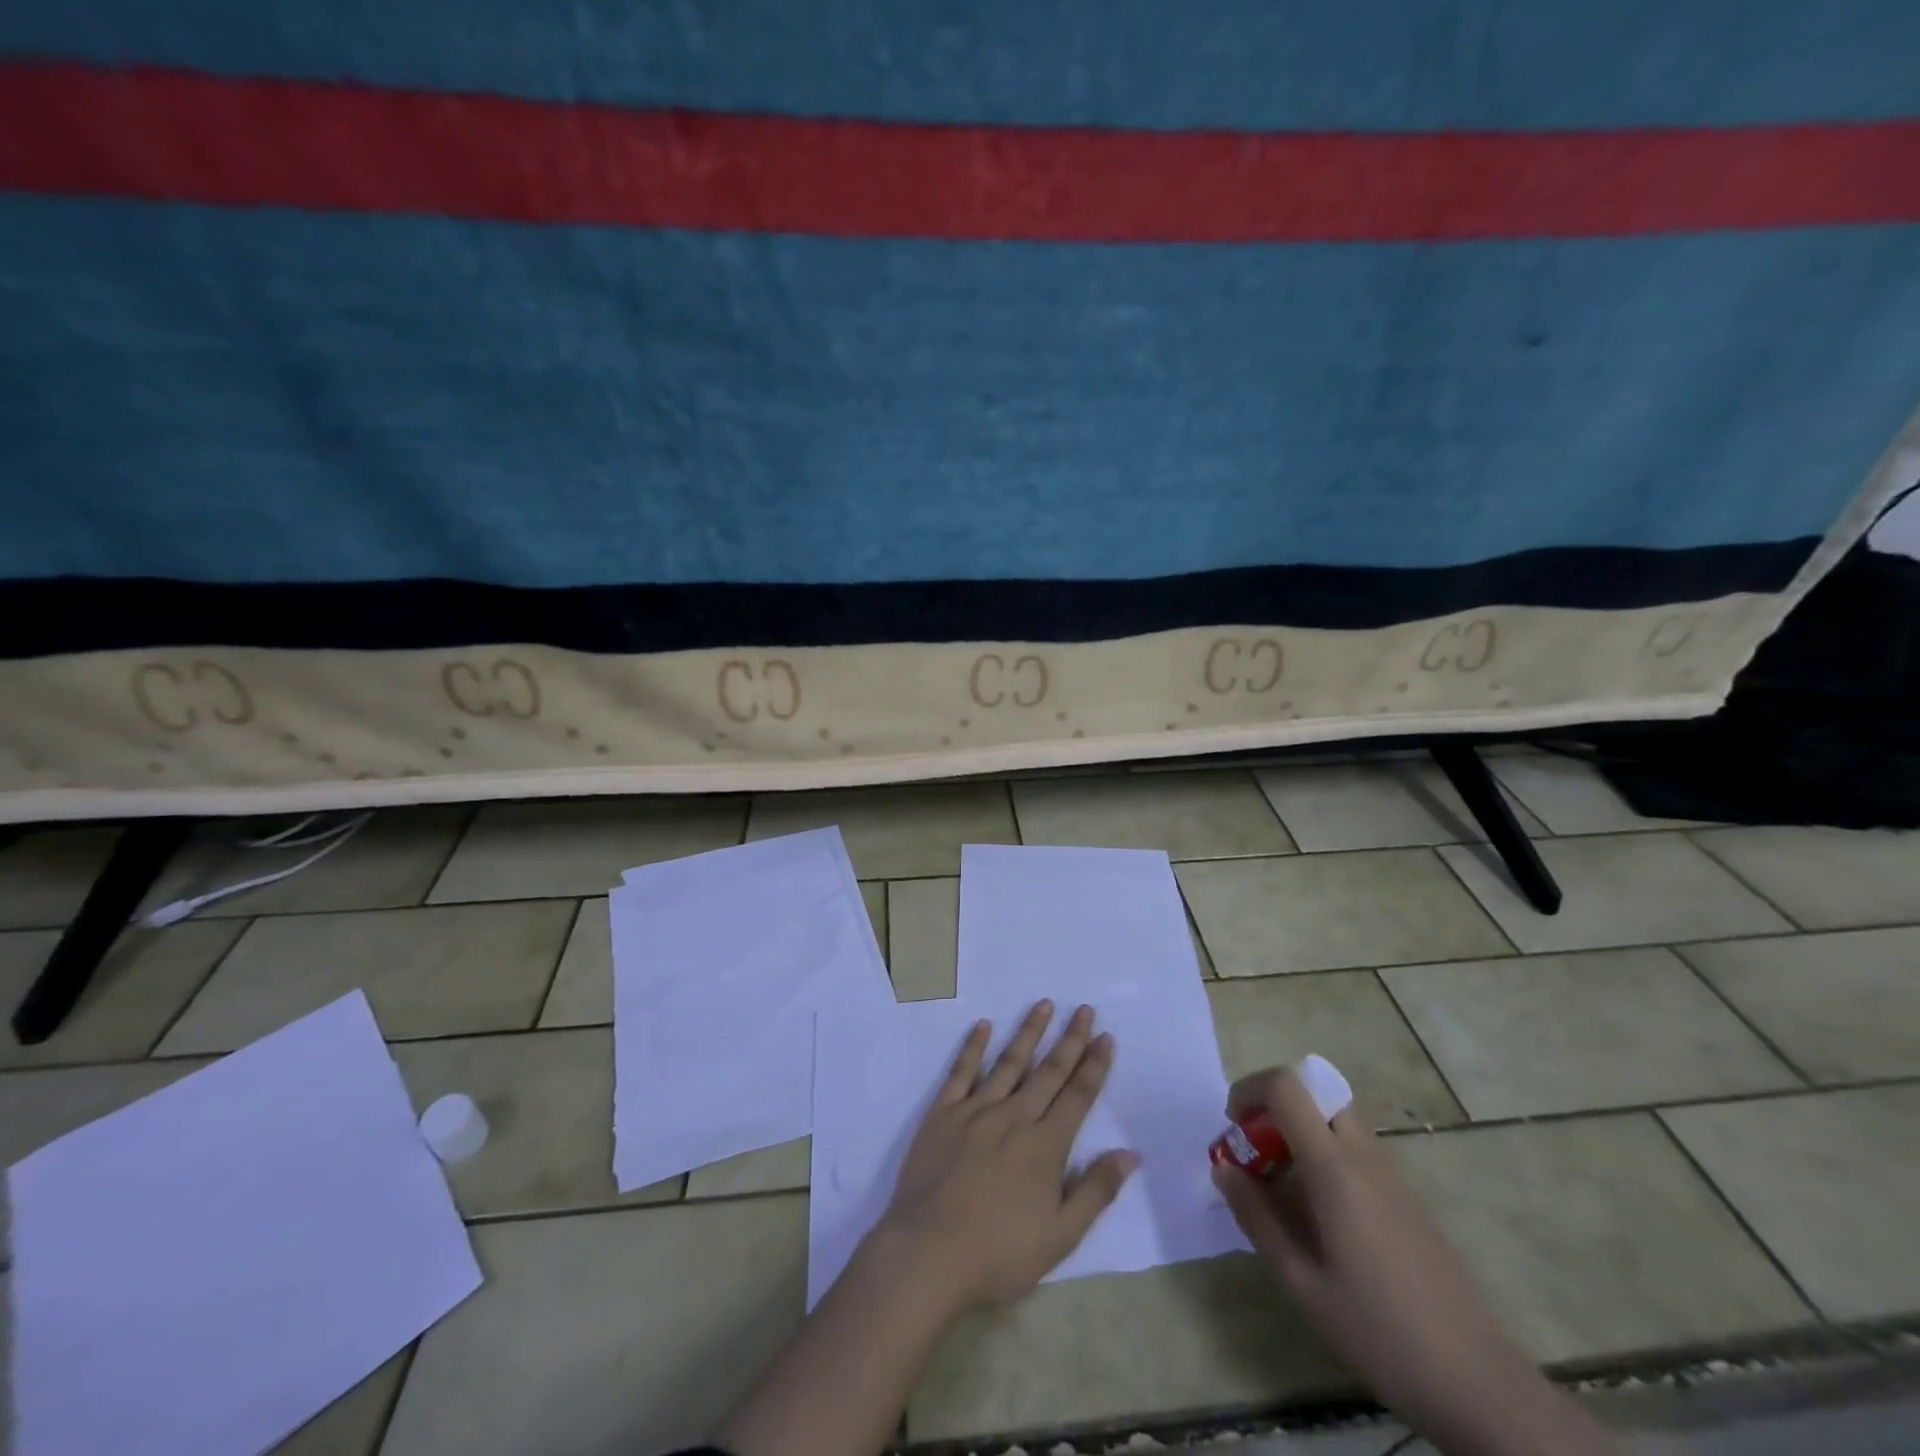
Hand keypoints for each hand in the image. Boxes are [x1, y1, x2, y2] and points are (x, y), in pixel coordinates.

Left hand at [875, 1001, 1137, 1311]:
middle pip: (1048, 1071)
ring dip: (1028, 1032)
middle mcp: (1014, 1117)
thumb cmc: (999, 1253)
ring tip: (1044, 1004)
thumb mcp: (1060, 1237)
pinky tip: (983, 1026)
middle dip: (1070, 1039)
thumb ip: (1095, 1191)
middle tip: (1084, 1010)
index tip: (1105, 1037)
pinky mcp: (943, 1114)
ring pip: (1009, 1062)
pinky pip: (961, 1071)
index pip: (1078, 1096)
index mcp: (1045, 1146)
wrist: (928, 1253)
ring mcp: (976, 1111)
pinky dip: (973, 1047)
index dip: (1094, 1066)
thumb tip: (1128, 1154)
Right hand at [1212, 1067, 1616, 1455]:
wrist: (1480, 1384)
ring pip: (1336, 1119)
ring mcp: (1392, 1175)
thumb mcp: (1301, 1283)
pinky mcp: (1407, 1198)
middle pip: (1315, 1092)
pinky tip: (1319, 1216)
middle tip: (1255, 1151)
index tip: (1232, 1125)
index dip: (1250, 1089)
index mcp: (1335, 1168)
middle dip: (1274, 1106)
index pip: (1287, 1086)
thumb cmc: (1379, 1332)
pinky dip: (1324, 1154)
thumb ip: (1256, 1217)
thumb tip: (1223, 1169)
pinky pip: (1355, 1148)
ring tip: (1280, 1186)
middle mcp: (1364, 1156)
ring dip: (1299, 1130)